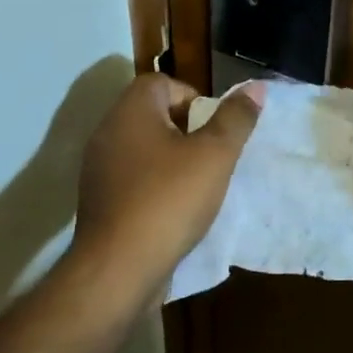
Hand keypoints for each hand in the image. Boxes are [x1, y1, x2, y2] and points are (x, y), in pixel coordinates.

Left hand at [70, 73, 263, 305]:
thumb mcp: (214, 155)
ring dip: (169, 159)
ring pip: (141, 147)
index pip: (161, 82)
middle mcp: (108, 132)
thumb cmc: (169, 200)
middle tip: (209, 154)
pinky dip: (152, 184)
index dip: (191, 97)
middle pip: (150, 113)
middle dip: (184, 129)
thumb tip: (255, 87)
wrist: (117, 270)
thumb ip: (235, 118)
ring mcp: (97, 168)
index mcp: (131, 112)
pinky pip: (130, 178)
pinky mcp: (97, 201)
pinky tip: (172, 210)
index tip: (211, 127)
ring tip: (195, 184)